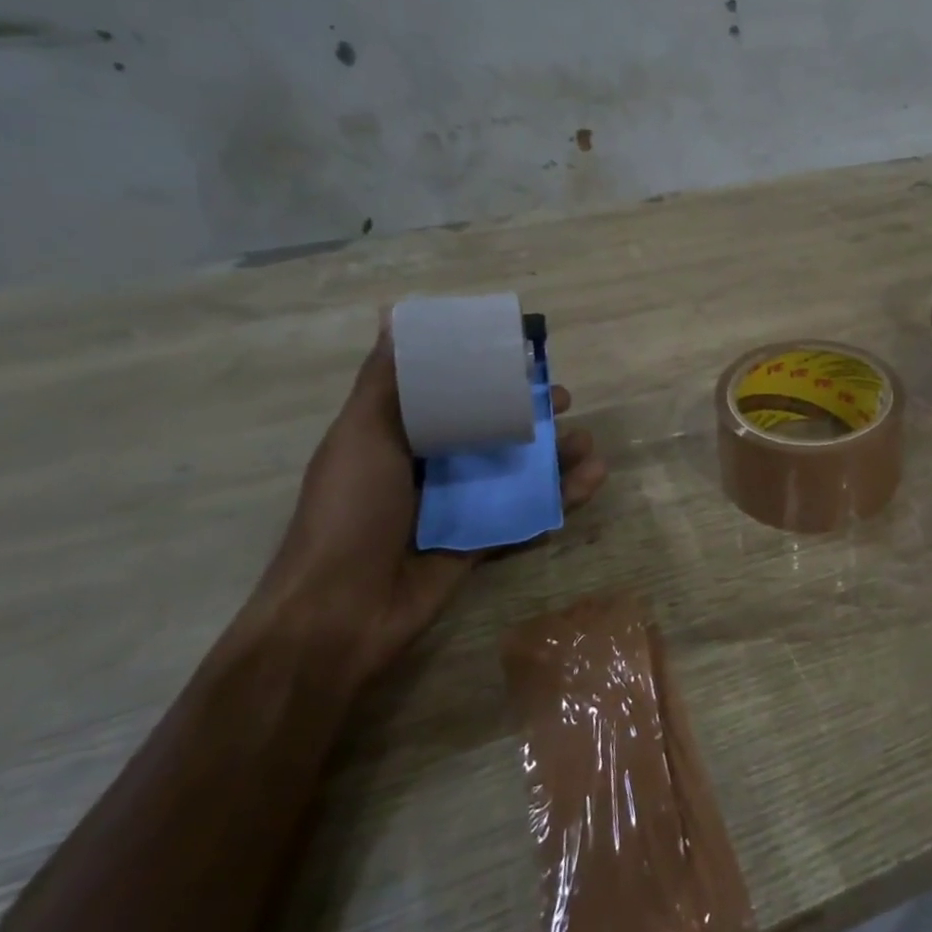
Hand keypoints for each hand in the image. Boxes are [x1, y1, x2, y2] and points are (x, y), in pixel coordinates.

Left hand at [240, 333, 609, 686]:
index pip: (454, 394)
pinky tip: (592, 480)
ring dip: (556, 454)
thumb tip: (394, 316)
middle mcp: (433, 466)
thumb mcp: (360, 436)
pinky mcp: (482, 541)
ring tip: (587, 444)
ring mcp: (460, 506)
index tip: (524, 359)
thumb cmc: (348, 514)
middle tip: (564, 403)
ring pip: (518, 470)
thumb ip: (384, 382)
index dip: (490, 374)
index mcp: (402, 436)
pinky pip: (528, 512)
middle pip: (494, 429)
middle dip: (533, 413)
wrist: (340, 615)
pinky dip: (561, 497)